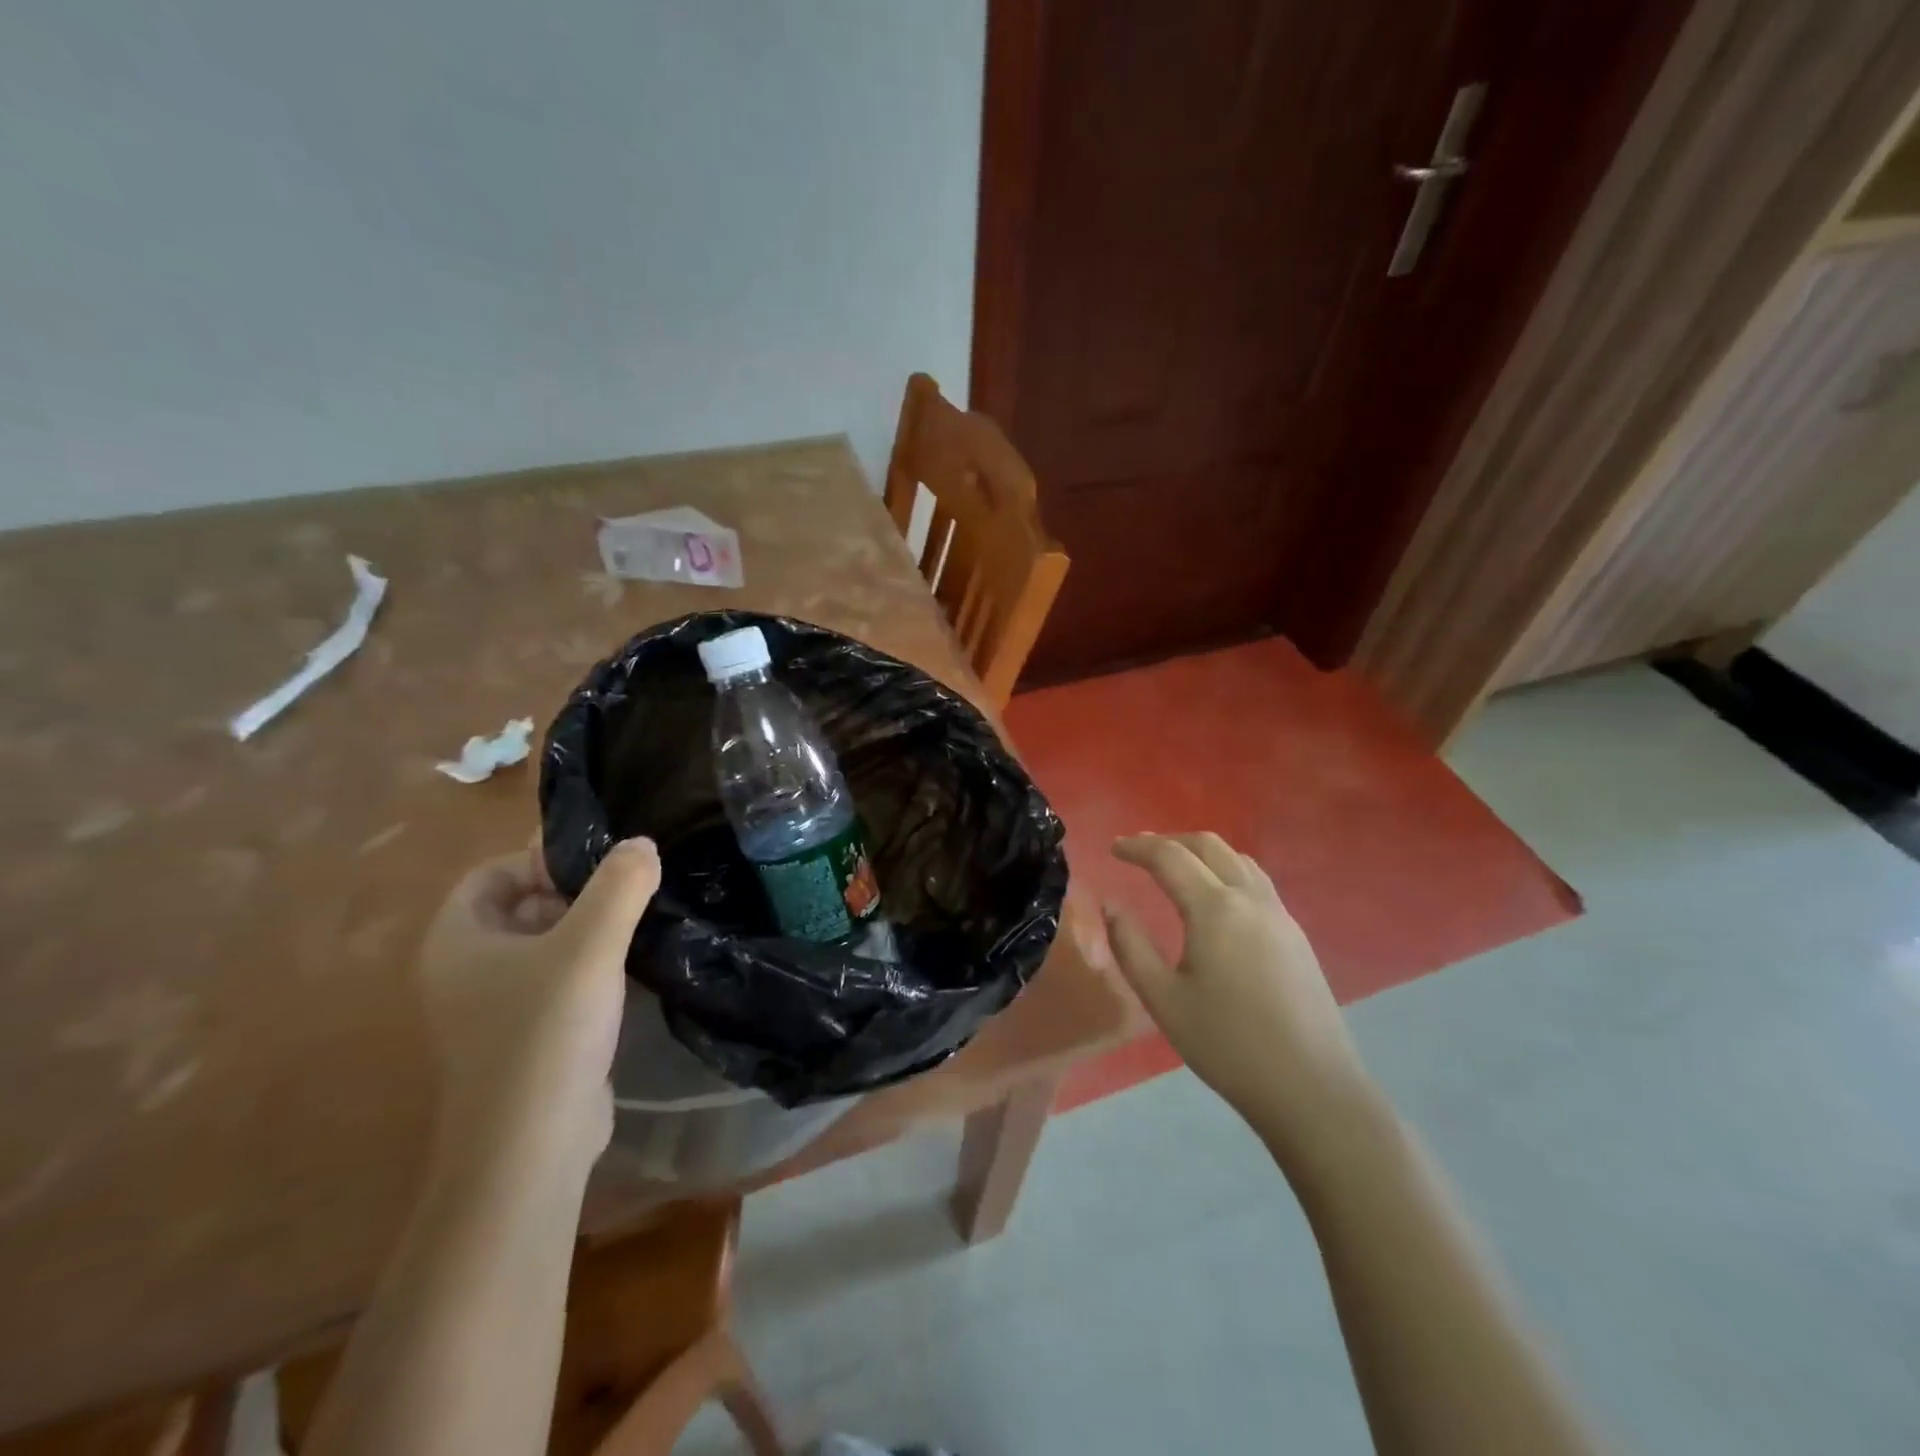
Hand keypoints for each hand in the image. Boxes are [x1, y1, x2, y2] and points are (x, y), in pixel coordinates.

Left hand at [417, 837, 659, 1174]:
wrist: (531, 1149)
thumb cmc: (546, 1033)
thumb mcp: (590, 947)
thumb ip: (620, 887)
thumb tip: (642, 844)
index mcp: (457, 940)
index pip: (494, 872)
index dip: (543, 859)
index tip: (601, 868)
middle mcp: (465, 970)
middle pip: (520, 905)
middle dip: (574, 893)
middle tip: (629, 894)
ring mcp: (492, 1009)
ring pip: (543, 945)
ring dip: (588, 930)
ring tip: (639, 925)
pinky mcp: (525, 1037)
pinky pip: (555, 982)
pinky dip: (589, 968)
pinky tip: (629, 970)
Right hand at [1104, 833, 1377, 1165]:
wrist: (1311, 1087)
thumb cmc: (1227, 1045)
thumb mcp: (1163, 999)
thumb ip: (1130, 946)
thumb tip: (1111, 905)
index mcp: (1214, 909)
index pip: (1169, 857)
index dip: (1137, 847)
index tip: (1113, 849)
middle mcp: (1250, 898)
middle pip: (1208, 845)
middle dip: (1170, 840)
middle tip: (1139, 851)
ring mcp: (1279, 914)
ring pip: (1238, 859)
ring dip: (1201, 852)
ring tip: (1175, 866)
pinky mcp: (1296, 934)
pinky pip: (1256, 881)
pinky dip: (1226, 870)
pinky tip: (1215, 897)